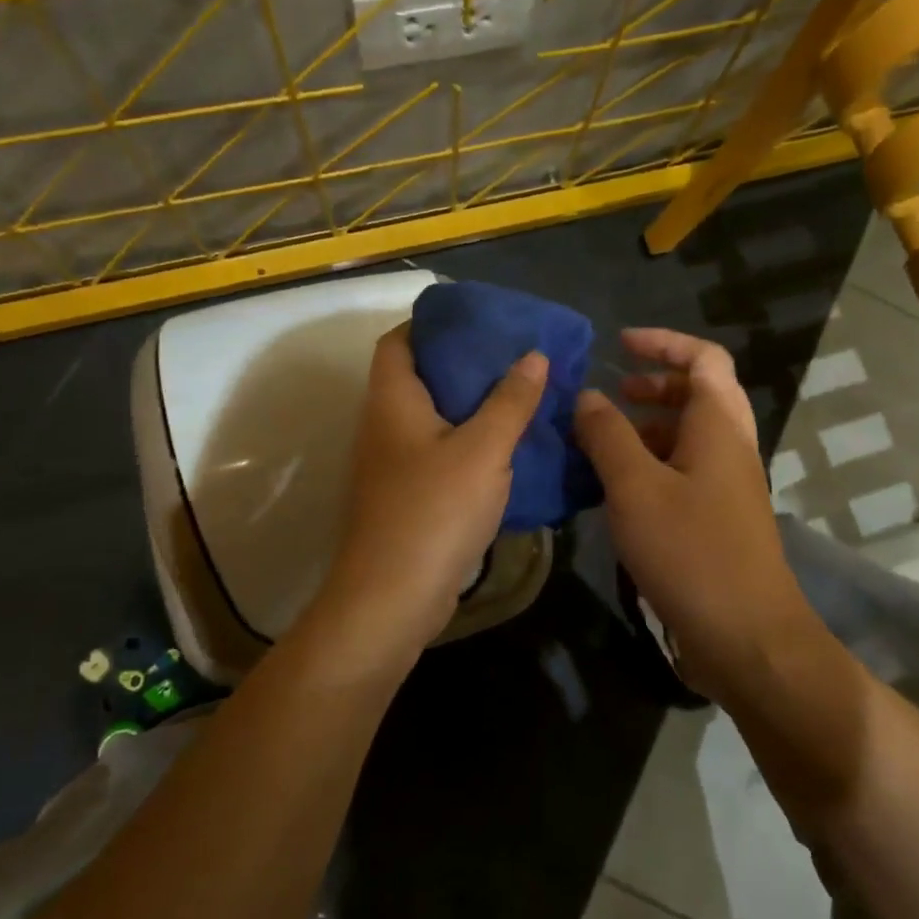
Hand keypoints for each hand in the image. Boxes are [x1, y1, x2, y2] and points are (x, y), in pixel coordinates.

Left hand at [312, 323, 546, 655]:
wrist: (393, 598)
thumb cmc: (434, 511)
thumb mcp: (483, 449)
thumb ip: (510, 400)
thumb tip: (534, 355)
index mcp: (393, 400)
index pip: (398, 341)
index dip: (431, 324)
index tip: (478, 321)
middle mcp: (384, 425)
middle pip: (419, 377)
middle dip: (464, 364)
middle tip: (513, 358)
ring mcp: (392, 464)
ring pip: (432, 418)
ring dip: (471, 406)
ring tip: (519, 396)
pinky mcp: (406, 496)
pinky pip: (439, 452)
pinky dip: (468, 443)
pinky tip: (507, 448)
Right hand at [573, 329, 812, 696]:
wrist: (746, 636)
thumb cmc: (691, 552)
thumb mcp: (635, 488)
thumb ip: (607, 436)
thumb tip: (588, 397)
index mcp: (718, 426)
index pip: (703, 358)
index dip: (663, 343)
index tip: (619, 345)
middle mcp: (729, 447)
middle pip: (698, 394)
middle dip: (653, 386)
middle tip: (610, 396)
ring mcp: (728, 486)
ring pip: (688, 436)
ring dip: (647, 428)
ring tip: (601, 442)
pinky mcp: (718, 519)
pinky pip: (684, 472)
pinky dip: (651, 465)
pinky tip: (616, 490)